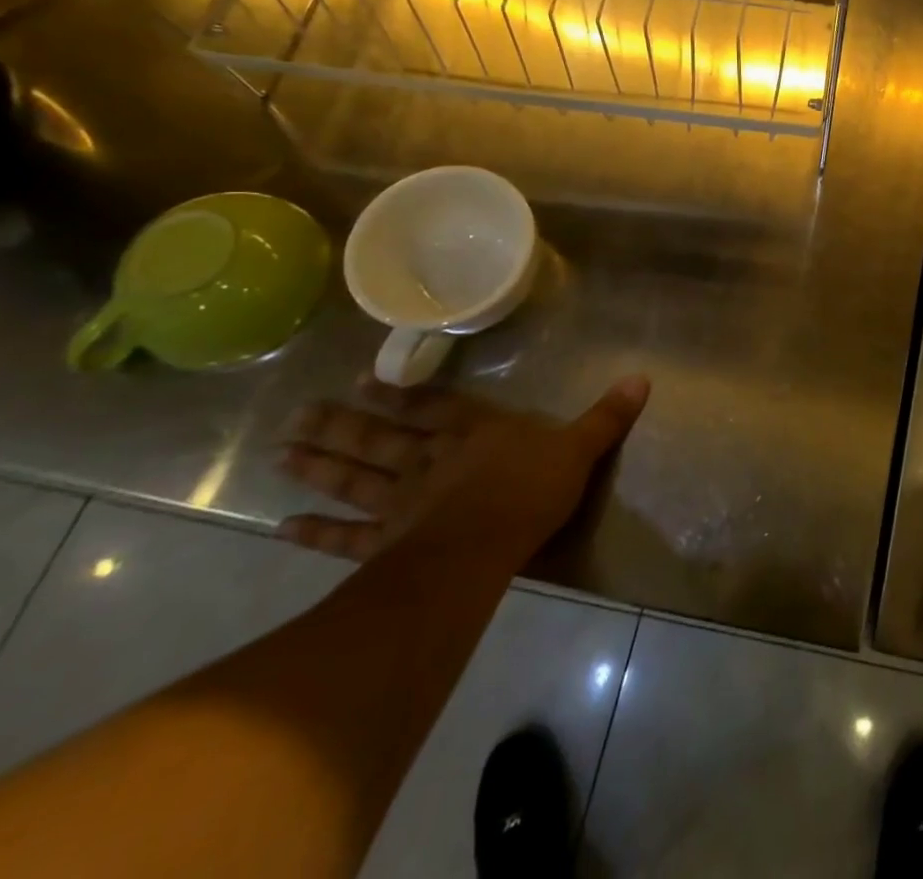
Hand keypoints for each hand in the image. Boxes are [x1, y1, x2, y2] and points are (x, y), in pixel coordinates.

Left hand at [275, 375, 648, 560]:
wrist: (485, 544)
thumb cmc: (532, 491)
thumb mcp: (579, 448)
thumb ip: (605, 417)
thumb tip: (642, 378)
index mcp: (474, 432)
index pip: (434, 407)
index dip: (401, 394)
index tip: (362, 381)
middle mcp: (430, 459)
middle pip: (380, 439)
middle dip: (342, 425)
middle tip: (298, 414)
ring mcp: (402, 501)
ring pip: (354, 478)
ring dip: (319, 465)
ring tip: (282, 450)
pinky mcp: (385, 542)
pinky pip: (345, 537)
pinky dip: (314, 533)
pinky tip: (280, 527)